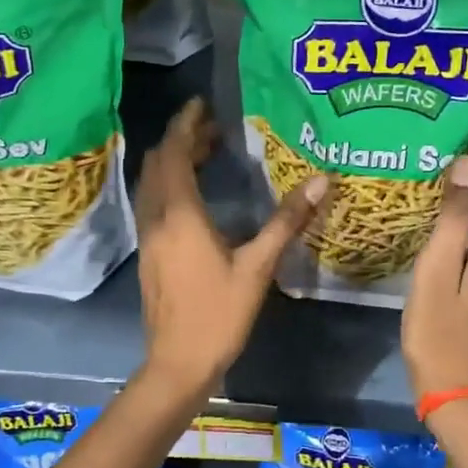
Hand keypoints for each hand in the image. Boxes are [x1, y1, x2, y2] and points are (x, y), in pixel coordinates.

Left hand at [133, 98, 327, 402]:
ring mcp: (147, 237)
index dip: (185, 124)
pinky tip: (197, 197)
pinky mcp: (148, 254)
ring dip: (174, 162)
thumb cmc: (219, 314)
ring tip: (208, 154)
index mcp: (180, 215)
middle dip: (181, 140)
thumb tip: (320, 181)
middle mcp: (156, 219)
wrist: (178, 363)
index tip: (202, 104)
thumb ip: (286, 222)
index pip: (173, 153)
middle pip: (158, 164)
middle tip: (214, 128)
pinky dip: (171, 185)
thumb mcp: (258, 267)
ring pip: (153, 184)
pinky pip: (154, 204)